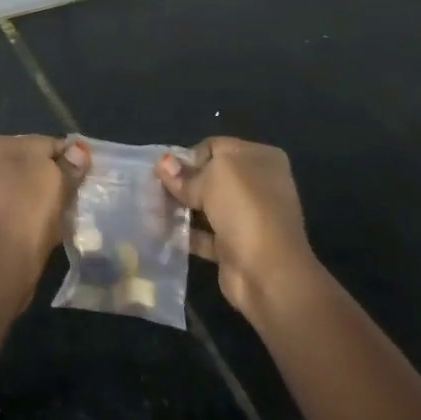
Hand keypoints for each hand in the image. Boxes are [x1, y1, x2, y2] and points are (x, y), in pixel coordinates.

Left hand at [0, 135, 87, 307]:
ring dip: (37, 195)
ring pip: (19, 184)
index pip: (45, 143)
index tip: (82, 180)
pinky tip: (37, 226)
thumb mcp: (58, 183)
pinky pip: (9, 203)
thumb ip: (69, 164)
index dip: (68, 160)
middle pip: (30, 162)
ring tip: (56, 215)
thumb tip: (78, 149)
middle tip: (69, 199)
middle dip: (50, 177)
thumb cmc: (29, 214)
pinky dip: (23, 210)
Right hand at [157, 137, 318, 325]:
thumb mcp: (211, 177)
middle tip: (155, 188)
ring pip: (206, 205)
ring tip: (153, 208)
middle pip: (209, 176)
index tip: (168, 171)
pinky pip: (204, 234)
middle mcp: (257, 185)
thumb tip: (163, 163)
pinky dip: (186, 232)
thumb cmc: (244, 208)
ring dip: (181, 207)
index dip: (190, 156)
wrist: (268, 272)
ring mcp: (248, 217)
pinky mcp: (236, 246)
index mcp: (260, 158)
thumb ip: (185, 172)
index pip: (215, 147)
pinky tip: (162, 230)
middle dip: (182, 182)